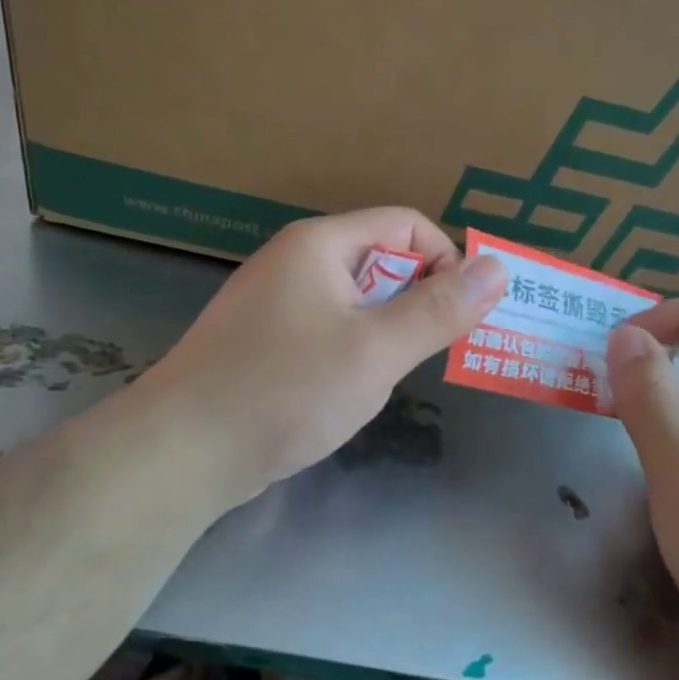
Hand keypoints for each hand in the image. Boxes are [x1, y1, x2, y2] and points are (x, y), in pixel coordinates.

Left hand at [136, 209, 506, 504]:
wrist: (180, 454)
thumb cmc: (285, 390)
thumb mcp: (376, 350)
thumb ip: (440, 309)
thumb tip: (498, 268)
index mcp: (320, 245)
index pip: (406, 225)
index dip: (444, 261)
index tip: (459, 315)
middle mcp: (295, 261)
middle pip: (381, 260)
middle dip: (418, 300)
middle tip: (431, 353)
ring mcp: (275, 303)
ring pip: (356, 300)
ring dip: (387, 331)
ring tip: (389, 376)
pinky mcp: (264, 342)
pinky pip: (328, 329)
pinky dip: (354, 351)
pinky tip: (347, 391)